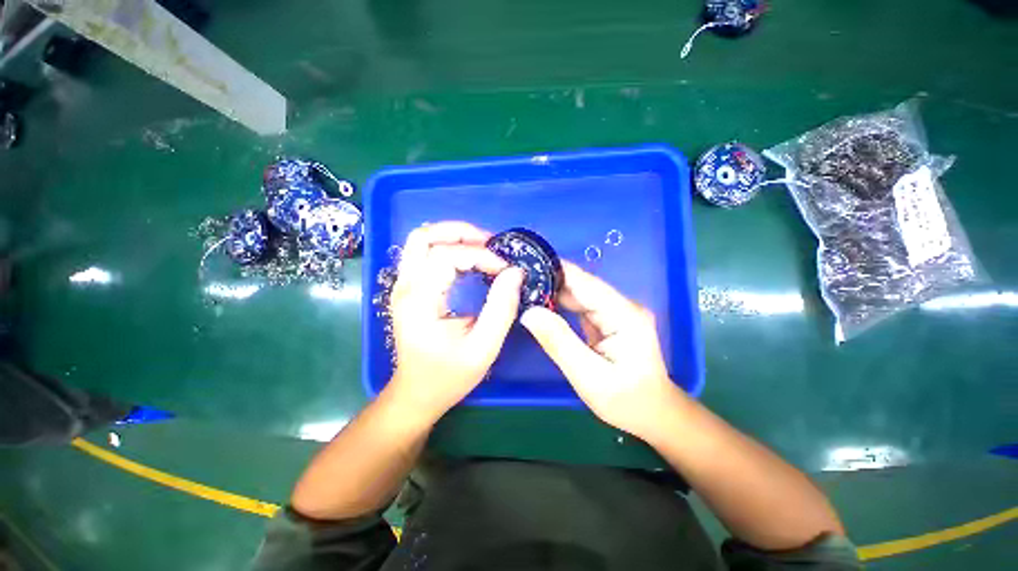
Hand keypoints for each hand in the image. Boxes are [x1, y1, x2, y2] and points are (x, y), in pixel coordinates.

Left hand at [387, 221, 524, 421]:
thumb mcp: (483, 348)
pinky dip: (448, 247)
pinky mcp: (409, 288)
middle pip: (425, 236)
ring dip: (453, 236)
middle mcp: (405, 286)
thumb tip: (514, 273)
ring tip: (482, 247)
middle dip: (461, 233)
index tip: (505, 270)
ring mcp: (403, 285)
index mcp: (419, 301)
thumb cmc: (448, 375)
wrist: (417, 392)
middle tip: (491, 244)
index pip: (447, 257)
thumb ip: (501, 308)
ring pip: (421, 240)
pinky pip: (424, 253)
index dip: (481, 256)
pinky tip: (468, 258)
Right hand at [520, 262, 683, 438]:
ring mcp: (616, 312)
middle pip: (581, 285)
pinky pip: (581, 306)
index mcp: (623, 314)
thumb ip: (558, 342)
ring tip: (524, 288)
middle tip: (517, 279)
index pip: (584, 282)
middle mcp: (622, 306)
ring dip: (553, 291)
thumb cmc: (626, 401)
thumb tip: (529, 313)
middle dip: (550, 280)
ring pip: (579, 294)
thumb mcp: (588, 376)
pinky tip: (542, 304)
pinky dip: (561, 304)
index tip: (526, 264)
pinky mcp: (609, 320)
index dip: (555, 270)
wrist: (654, 415)